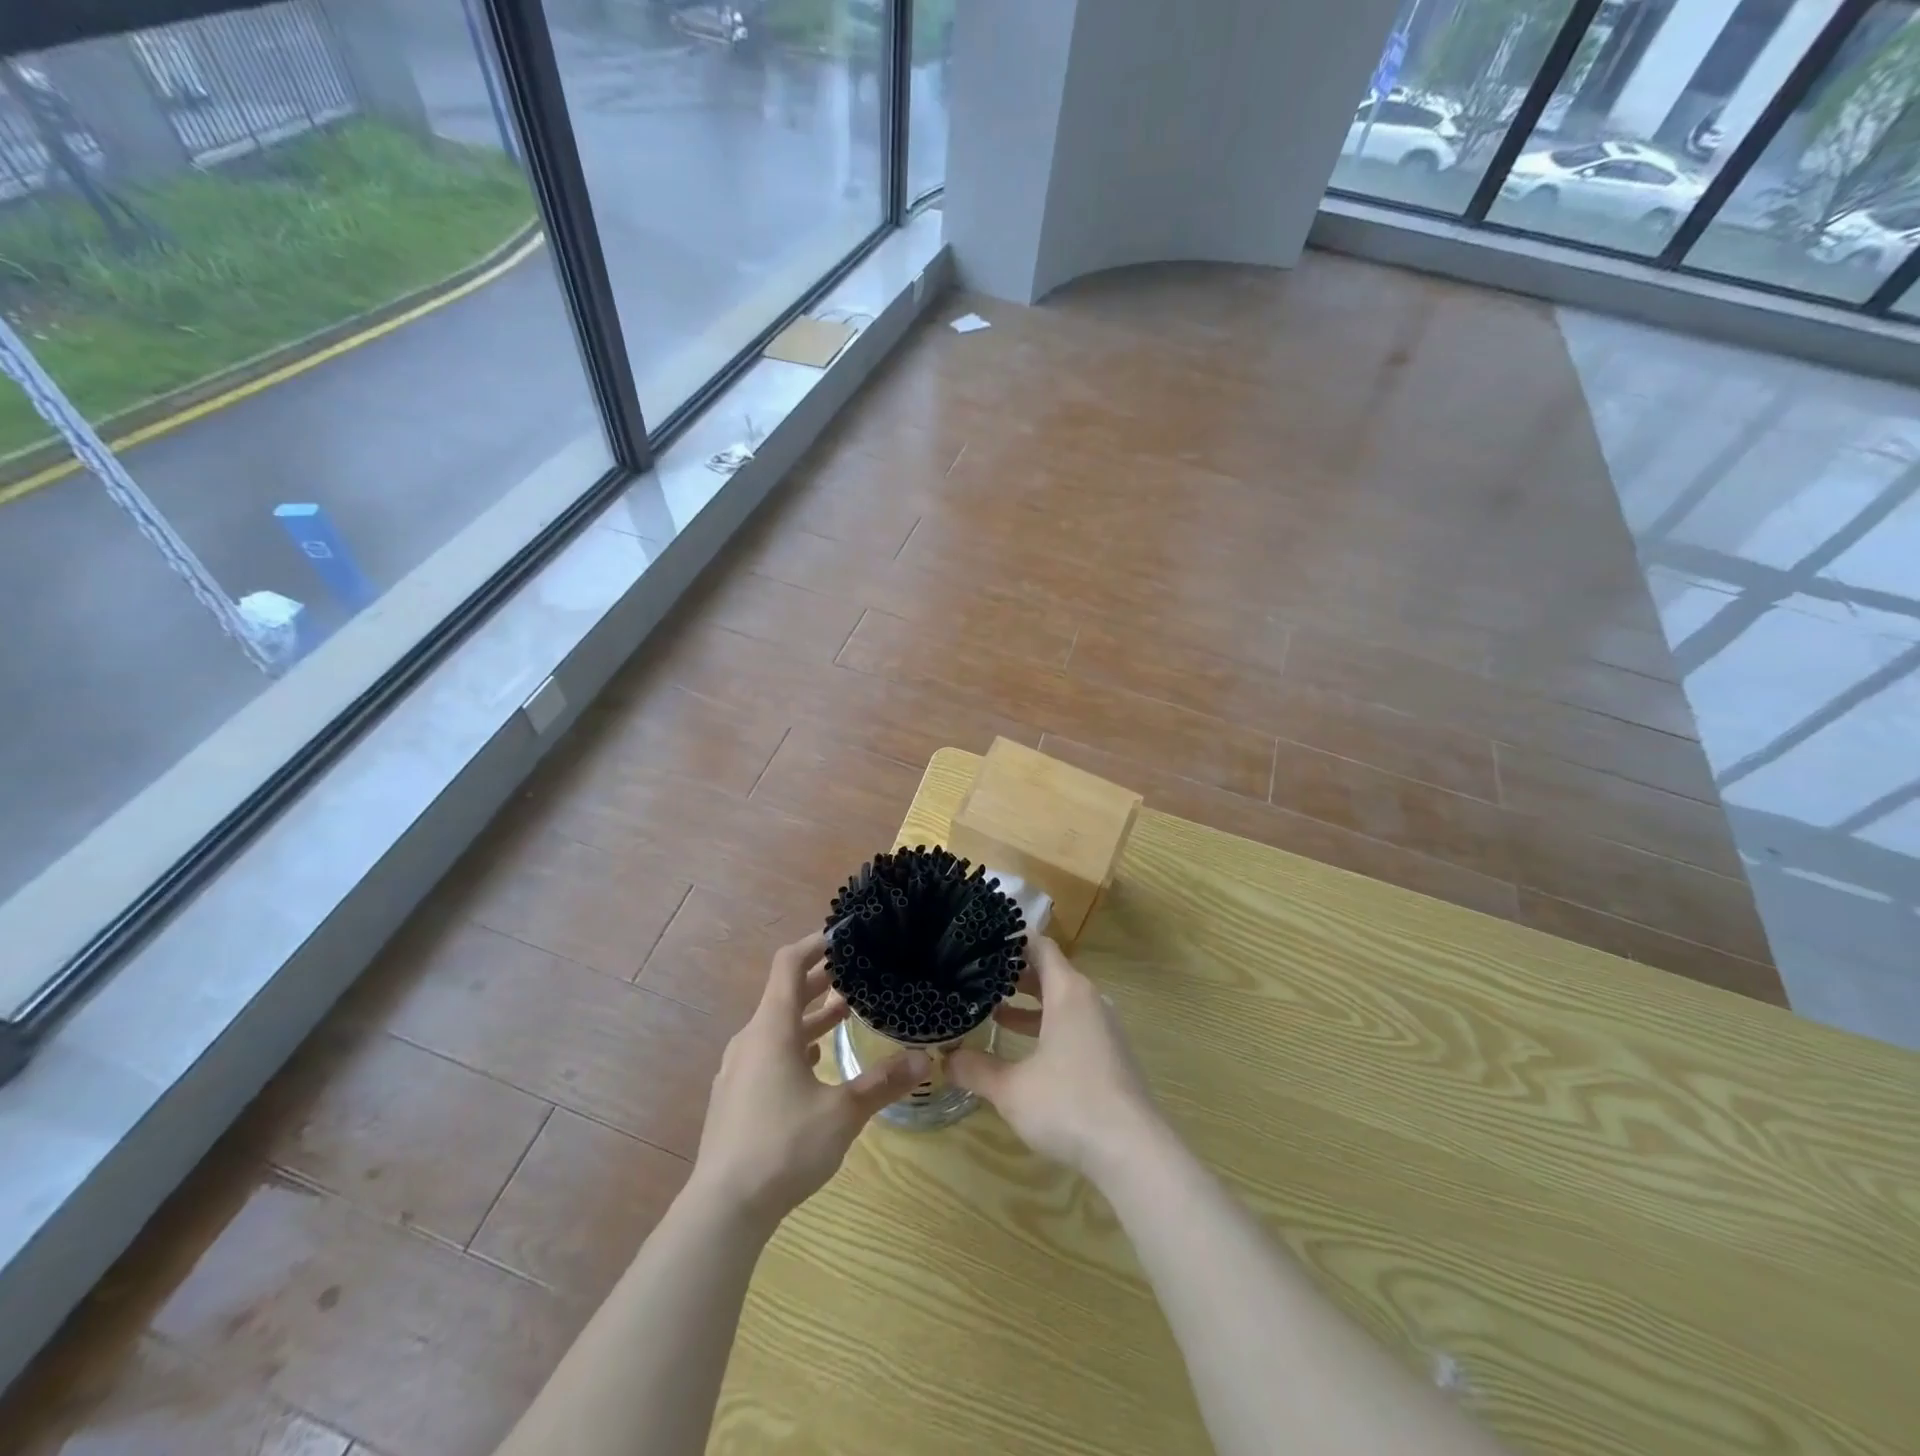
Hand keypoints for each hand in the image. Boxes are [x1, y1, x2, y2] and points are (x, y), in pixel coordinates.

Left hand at [689, 931, 929, 1230]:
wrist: (723, 1209)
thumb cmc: (783, 1146)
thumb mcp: (842, 1113)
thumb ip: (883, 1082)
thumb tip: (925, 1058)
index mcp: (772, 1029)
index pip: (788, 964)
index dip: (815, 943)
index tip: (844, 936)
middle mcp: (751, 1039)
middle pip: (784, 993)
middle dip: (820, 980)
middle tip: (857, 973)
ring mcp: (738, 1069)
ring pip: (777, 1026)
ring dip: (810, 1015)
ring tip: (845, 1013)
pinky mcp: (735, 1096)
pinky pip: (768, 1052)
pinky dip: (794, 1044)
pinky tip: (816, 1062)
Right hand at [948, 937, 1160, 1178]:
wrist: (1133, 1152)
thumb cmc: (1069, 1105)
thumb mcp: (1011, 1088)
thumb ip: (975, 1069)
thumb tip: (944, 1058)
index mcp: (1068, 992)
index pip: (1040, 946)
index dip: (1011, 940)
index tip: (981, 941)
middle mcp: (1089, 1000)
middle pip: (1050, 972)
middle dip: (1014, 973)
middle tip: (976, 975)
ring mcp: (1103, 1028)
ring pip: (1061, 1000)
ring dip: (1029, 1003)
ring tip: (992, 1010)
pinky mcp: (1109, 1054)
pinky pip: (1073, 1023)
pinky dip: (1046, 1025)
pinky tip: (1022, 1049)